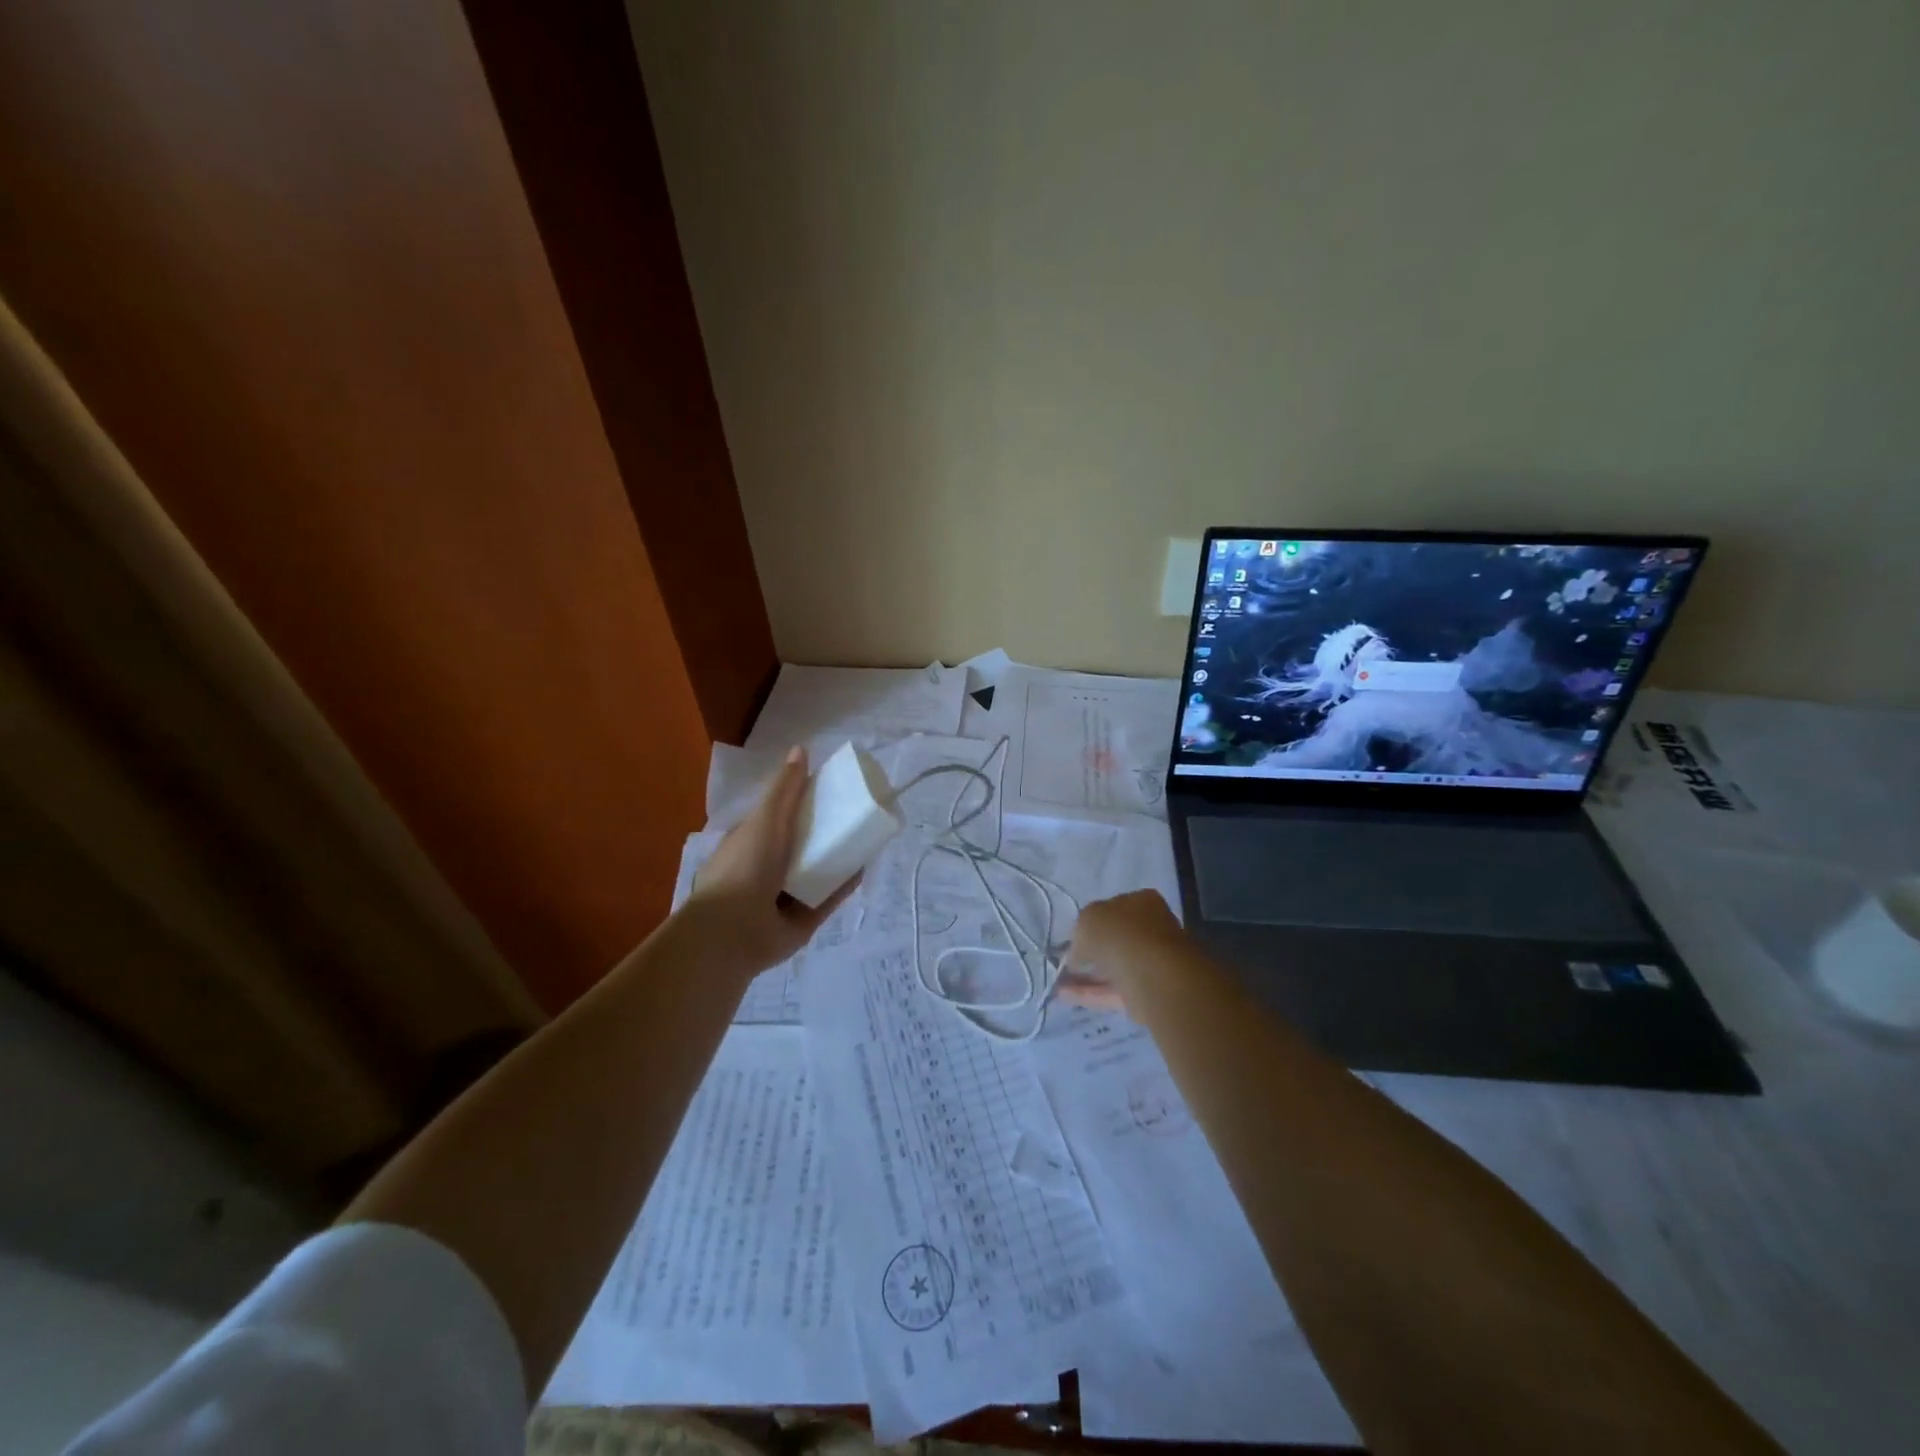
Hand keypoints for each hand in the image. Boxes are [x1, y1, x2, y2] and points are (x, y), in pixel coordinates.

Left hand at [688, 746, 858, 973]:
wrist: (734, 930)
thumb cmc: (744, 866)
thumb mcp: (764, 818)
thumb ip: (784, 788)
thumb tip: (801, 748)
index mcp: (748, 844)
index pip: (775, 819)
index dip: (798, 805)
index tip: (826, 792)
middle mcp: (764, 870)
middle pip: (799, 847)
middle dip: (822, 834)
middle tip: (851, 816)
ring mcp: (782, 899)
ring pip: (815, 874)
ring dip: (836, 860)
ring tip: (863, 840)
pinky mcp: (801, 922)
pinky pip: (827, 900)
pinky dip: (843, 886)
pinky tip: (863, 869)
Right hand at [1057, 889, 1183, 1012]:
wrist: (1152, 972)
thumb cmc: (1120, 933)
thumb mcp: (1088, 920)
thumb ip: (1081, 933)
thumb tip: (1078, 954)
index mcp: (1142, 902)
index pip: (1115, 908)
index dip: (1093, 922)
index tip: (1075, 936)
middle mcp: (1152, 928)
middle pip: (1117, 940)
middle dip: (1092, 952)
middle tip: (1067, 962)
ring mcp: (1153, 962)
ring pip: (1115, 967)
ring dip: (1088, 976)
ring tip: (1059, 983)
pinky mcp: (1148, 992)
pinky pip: (1115, 990)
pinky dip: (1092, 993)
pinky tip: (1065, 996)